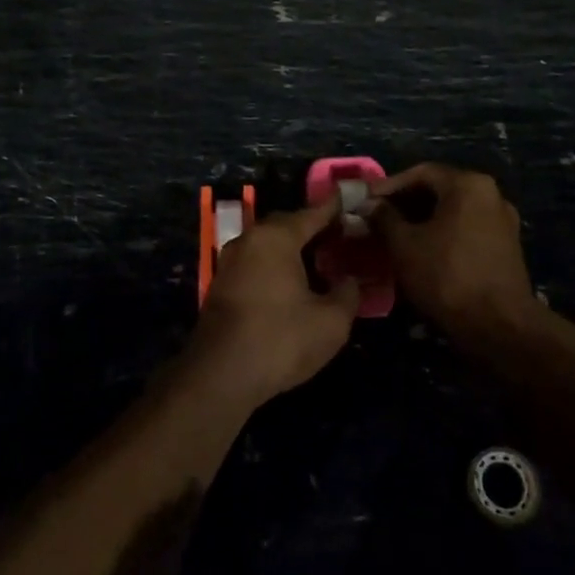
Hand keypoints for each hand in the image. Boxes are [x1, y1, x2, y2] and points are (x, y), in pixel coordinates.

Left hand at [187, 197, 360, 406]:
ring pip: (268, 245)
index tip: (352, 200)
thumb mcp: (331, 321)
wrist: (221, 373)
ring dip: (293, 248)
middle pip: (287, 225)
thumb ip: (347, 294)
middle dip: (313, 228)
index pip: (312, 213)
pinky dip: (277, 265)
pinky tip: (293, 283)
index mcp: (276, 237)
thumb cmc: (280, 340)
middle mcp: (249, 240)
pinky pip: (256, 262)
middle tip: (342, 236)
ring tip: (322, 260)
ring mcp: (230, 261)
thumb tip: (350, 280)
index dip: (335, 208)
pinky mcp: (222, 284)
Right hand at [371, 164, 536, 350]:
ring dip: (422, 219)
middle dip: (405, 202)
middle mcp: (491, 194)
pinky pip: (466, 228)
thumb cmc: (446, 276)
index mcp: (468, 185)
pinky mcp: (506, 246)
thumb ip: (383, 218)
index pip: (421, 173)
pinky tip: (421, 250)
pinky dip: (441, 233)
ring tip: (394, 235)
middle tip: (377, 218)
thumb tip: (368, 205)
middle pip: (439, 189)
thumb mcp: (404, 245)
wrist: (498, 326)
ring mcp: (502, 221)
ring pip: (452, 210)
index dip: (389, 185)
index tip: (366, 201)